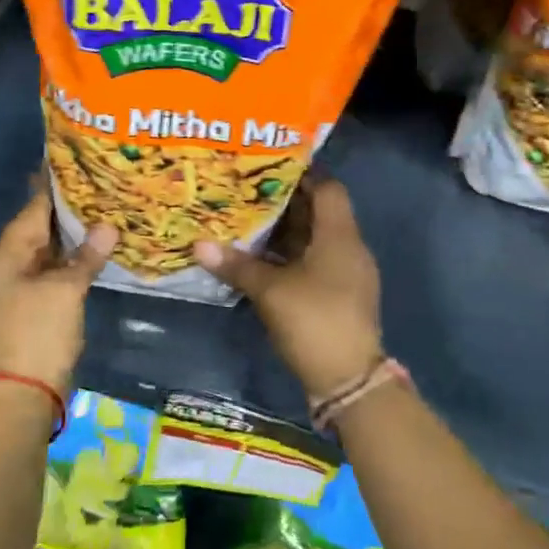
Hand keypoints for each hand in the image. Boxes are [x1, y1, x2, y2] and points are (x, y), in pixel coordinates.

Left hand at [0, 189, 116, 391]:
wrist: (22, 392)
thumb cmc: (38, 332)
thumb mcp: (66, 290)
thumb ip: (87, 256)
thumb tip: (108, 227)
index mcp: (5, 256)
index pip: (32, 210)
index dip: (53, 187)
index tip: (73, 162)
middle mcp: (6, 266)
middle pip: (37, 229)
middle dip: (66, 210)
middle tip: (96, 183)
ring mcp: (17, 288)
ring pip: (46, 252)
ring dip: (70, 236)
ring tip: (101, 209)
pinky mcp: (31, 306)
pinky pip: (51, 272)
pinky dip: (69, 260)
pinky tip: (93, 249)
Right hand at [195, 175, 382, 399]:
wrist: (348, 381)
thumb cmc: (313, 320)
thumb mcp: (270, 290)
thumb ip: (236, 265)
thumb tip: (199, 245)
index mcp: (340, 235)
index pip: (328, 188)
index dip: (302, 174)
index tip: (269, 168)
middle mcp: (349, 248)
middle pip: (319, 213)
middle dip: (285, 203)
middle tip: (248, 193)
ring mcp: (347, 274)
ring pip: (315, 239)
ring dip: (286, 231)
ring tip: (249, 221)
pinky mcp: (340, 296)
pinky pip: (315, 262)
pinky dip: (291, 256)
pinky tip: (262, 259)